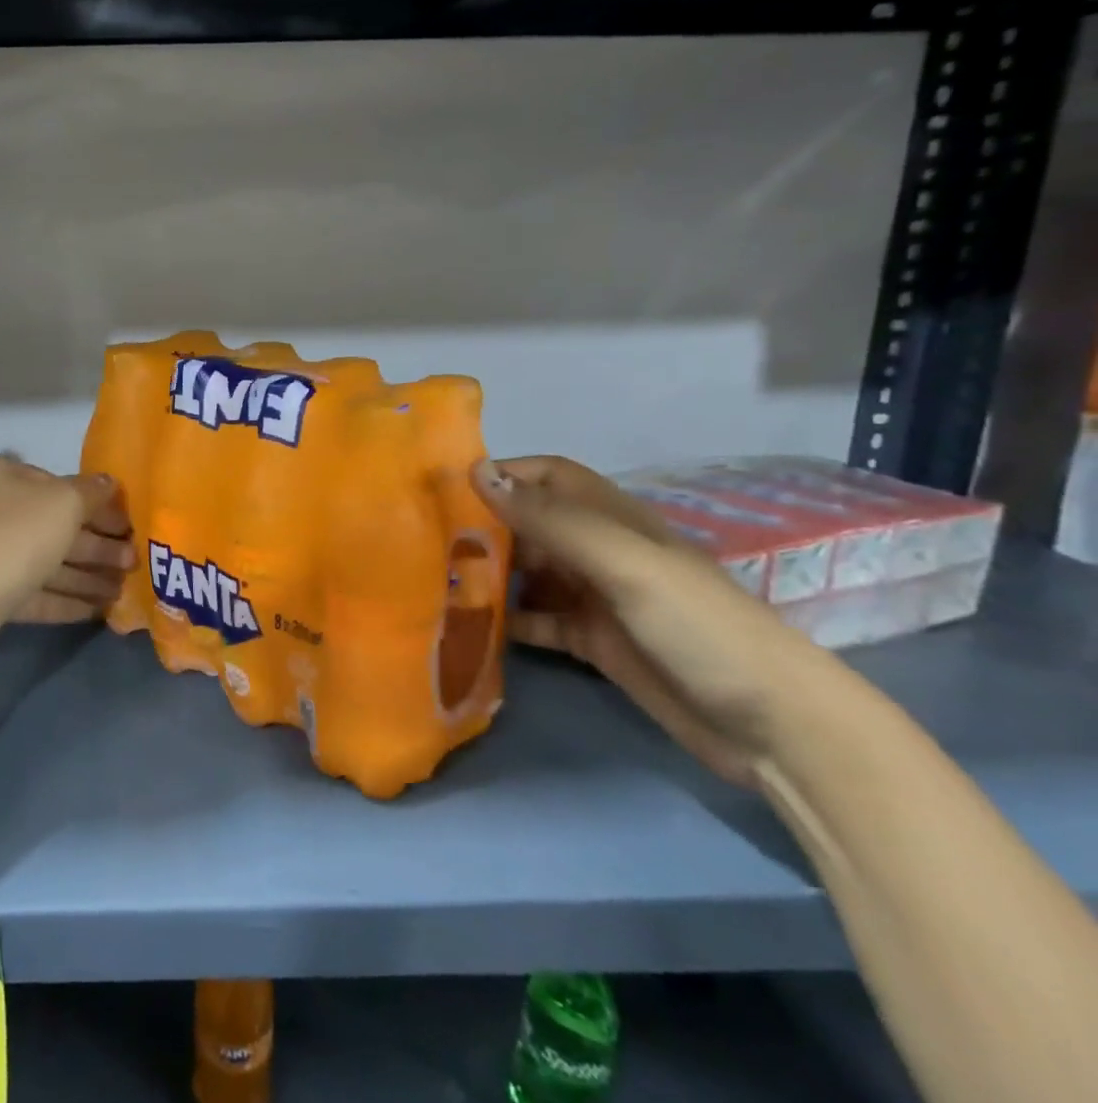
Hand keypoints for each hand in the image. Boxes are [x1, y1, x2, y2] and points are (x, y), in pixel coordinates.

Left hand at [0, 456, 132, 679]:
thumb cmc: (10, 538)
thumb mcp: (62, 503)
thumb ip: (91, 492)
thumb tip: (109, 482)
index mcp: (2, 476)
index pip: (60, 484)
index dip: (99, 504)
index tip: (131, 524)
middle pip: (56, 525)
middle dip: (97, 544)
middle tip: (135, 561)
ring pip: (47, 562)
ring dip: (87, 575)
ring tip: (126, 588)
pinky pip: (35, 593)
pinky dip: (66, 600)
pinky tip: (99, 610)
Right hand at [470, 455, 828, 784]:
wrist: (775, 729)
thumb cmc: (700, 628)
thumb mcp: (625, 565)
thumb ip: (552, 521)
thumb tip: (477, 473)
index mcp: (613, 520)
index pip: (548, 477)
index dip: (504, 473)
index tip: (448, 487)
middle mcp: (600, 552)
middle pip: (531, 524)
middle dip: (485, 525)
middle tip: (427, 539)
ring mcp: (597, 599)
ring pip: (529, 573)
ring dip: (489, 572)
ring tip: (436, 579)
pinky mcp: (593, 643)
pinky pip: (537, 621)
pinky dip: (506, 619)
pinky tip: (470, 625)